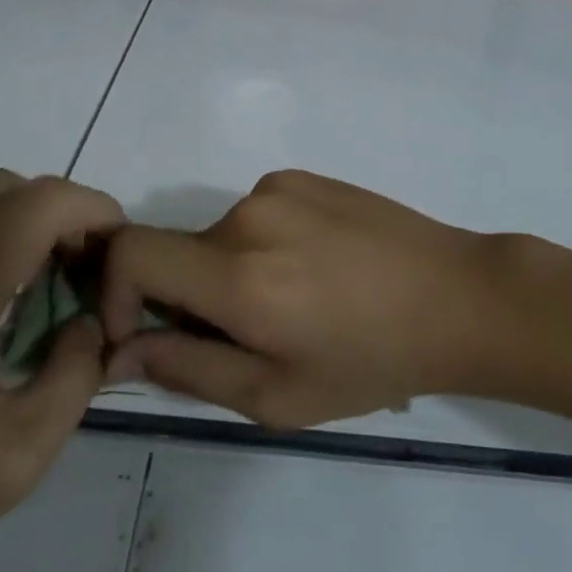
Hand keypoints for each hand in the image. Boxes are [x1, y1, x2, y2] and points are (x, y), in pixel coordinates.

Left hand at [0, 171, 122, 571]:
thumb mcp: (22, 451)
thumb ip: (75, 376)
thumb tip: (83, 325)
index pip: (40, 202)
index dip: (92, 209)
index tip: (116, 249)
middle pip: (8, 188)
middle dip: (60, 211)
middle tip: (82, 266)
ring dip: (22, 223)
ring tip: (44, 286)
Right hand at [101, 170, 496, 429]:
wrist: (457, 297)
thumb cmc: (371, 360)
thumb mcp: (276, 395)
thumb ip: (187, 370)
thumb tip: (121, 349)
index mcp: (238, 274)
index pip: (130, 252)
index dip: (114, 291)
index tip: (146, 332)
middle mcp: (248, 215)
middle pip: (177, 253)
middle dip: (188, 298)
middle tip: (249, 337)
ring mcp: (278, 187)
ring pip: (218, 237)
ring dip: (230, 273)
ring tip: (296, 304)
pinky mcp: (303, 176)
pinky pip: (255, 214)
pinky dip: (262, 245)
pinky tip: (318, 270)